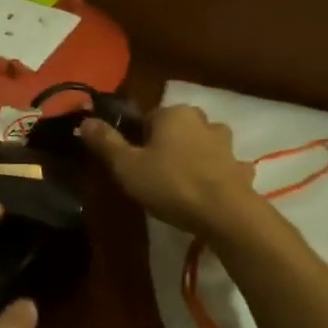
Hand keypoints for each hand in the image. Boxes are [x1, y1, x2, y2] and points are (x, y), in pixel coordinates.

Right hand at [79, 104, 259, 235]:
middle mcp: (203, 121)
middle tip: (153, 173)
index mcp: (173, 114)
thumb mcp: (127, 166)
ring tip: (181, 182)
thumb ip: (106, 142)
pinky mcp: (241, 169)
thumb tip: (85, 120)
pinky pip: (225, 167)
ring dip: (194, 156)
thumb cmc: (171, 184)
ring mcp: (226, 145)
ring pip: (204, 144)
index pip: (148, 117)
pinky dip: (217, 174)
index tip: (131, 161)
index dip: (137, 138)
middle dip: (167, 144)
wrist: (226, 214)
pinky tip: (209, 192)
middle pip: (177, 128)